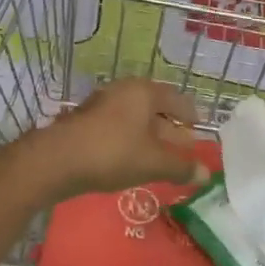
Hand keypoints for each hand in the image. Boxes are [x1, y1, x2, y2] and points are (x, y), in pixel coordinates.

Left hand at [16, 79, 206, 202]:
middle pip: (155, 107)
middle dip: (171, 127)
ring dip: (150, 135)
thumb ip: (181, 167)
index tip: (199, 127)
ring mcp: (102, 104)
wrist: (57, 160)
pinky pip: (118, 127)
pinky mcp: (86, 121)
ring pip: (135, 118)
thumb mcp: (153, 163)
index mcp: (144, 92)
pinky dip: (131, 140)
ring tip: (162, 156)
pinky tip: (134, 159)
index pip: (176, 98)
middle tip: (185, 145)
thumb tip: (207, 174)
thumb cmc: (113, 153)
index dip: (190, 114)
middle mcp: (124, 91)